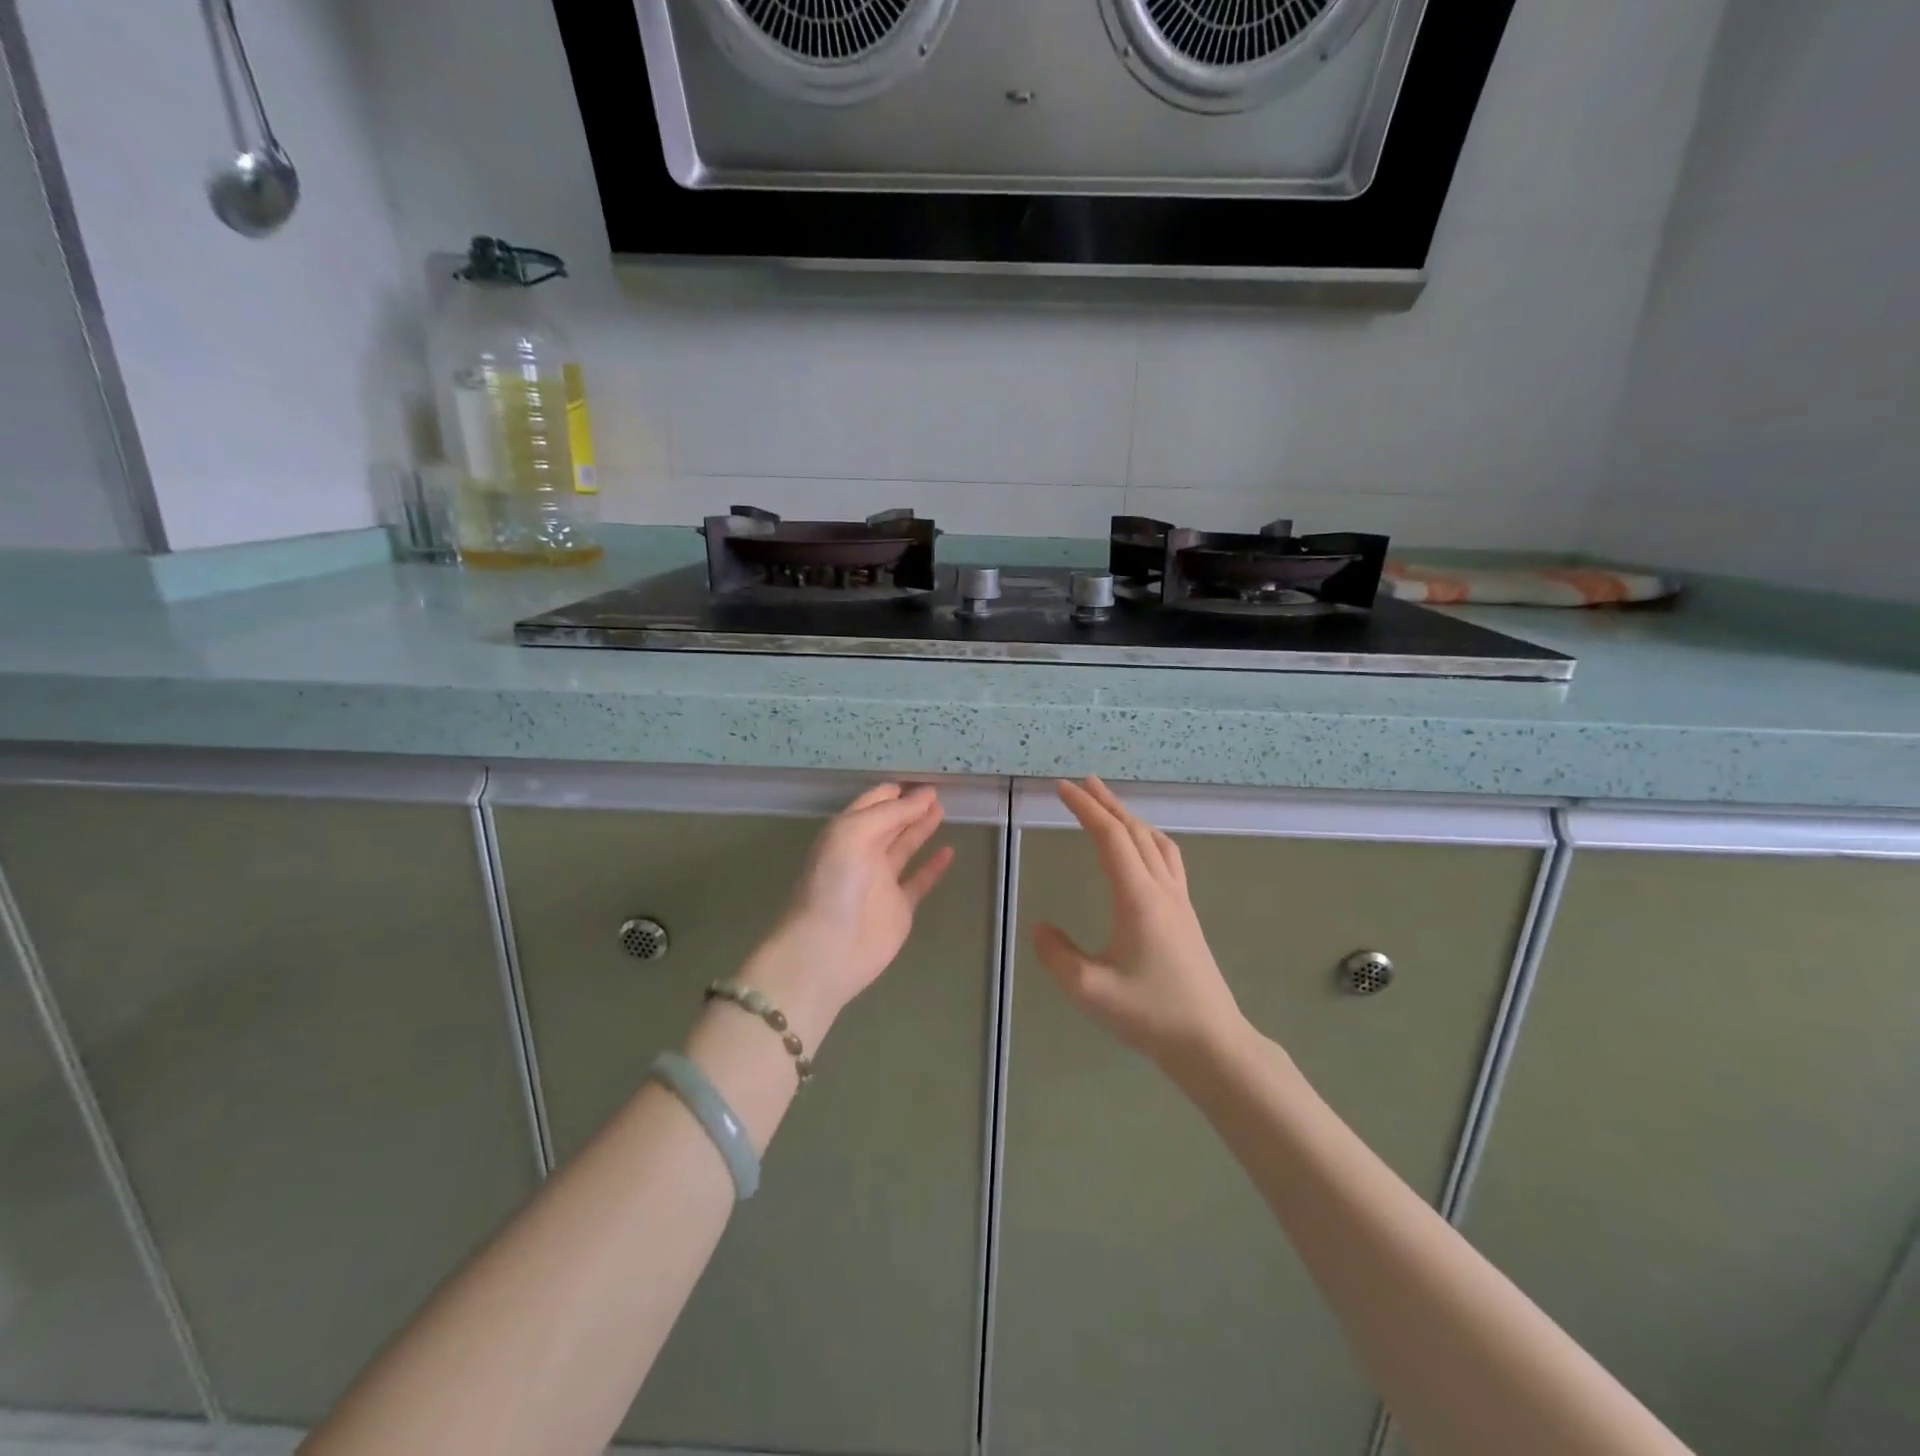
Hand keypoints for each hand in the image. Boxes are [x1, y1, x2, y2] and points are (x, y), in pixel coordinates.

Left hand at [745, 784, 953, 1037]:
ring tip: (943, 809)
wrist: (827, 949)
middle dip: (910, 806)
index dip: (894, 791)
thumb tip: (925, 795)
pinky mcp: (898, 908)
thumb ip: (891, 813)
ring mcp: (881, 882)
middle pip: (890, 822)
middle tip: (938, 791)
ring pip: (905, 847)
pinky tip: (949, 851)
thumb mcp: (854, 833)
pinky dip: (934, 867)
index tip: (920, 780)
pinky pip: (919, 881)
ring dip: (921, 828)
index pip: (872, 803)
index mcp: (846, 832)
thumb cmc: (835, 883)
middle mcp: (862, 853)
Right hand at [1033, 777, 1244, 1069]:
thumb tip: (1038, 926)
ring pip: (1155, 842)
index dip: (1085, 808)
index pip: (1110, 838)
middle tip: (1081, 783)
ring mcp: (1179, 901)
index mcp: (1138, 899)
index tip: (1062, 788)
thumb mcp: (1091, 991)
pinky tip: (1142, 848)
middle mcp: (1162, 890)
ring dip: (1129, 817)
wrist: (1211, 1043)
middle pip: (1134, 831)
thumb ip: (1057, 956)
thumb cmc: (1151, 1016)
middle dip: (1106, 803)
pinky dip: (1148, 837)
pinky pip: (1168, 859)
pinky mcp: (1186, 915)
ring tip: (1109, 805)